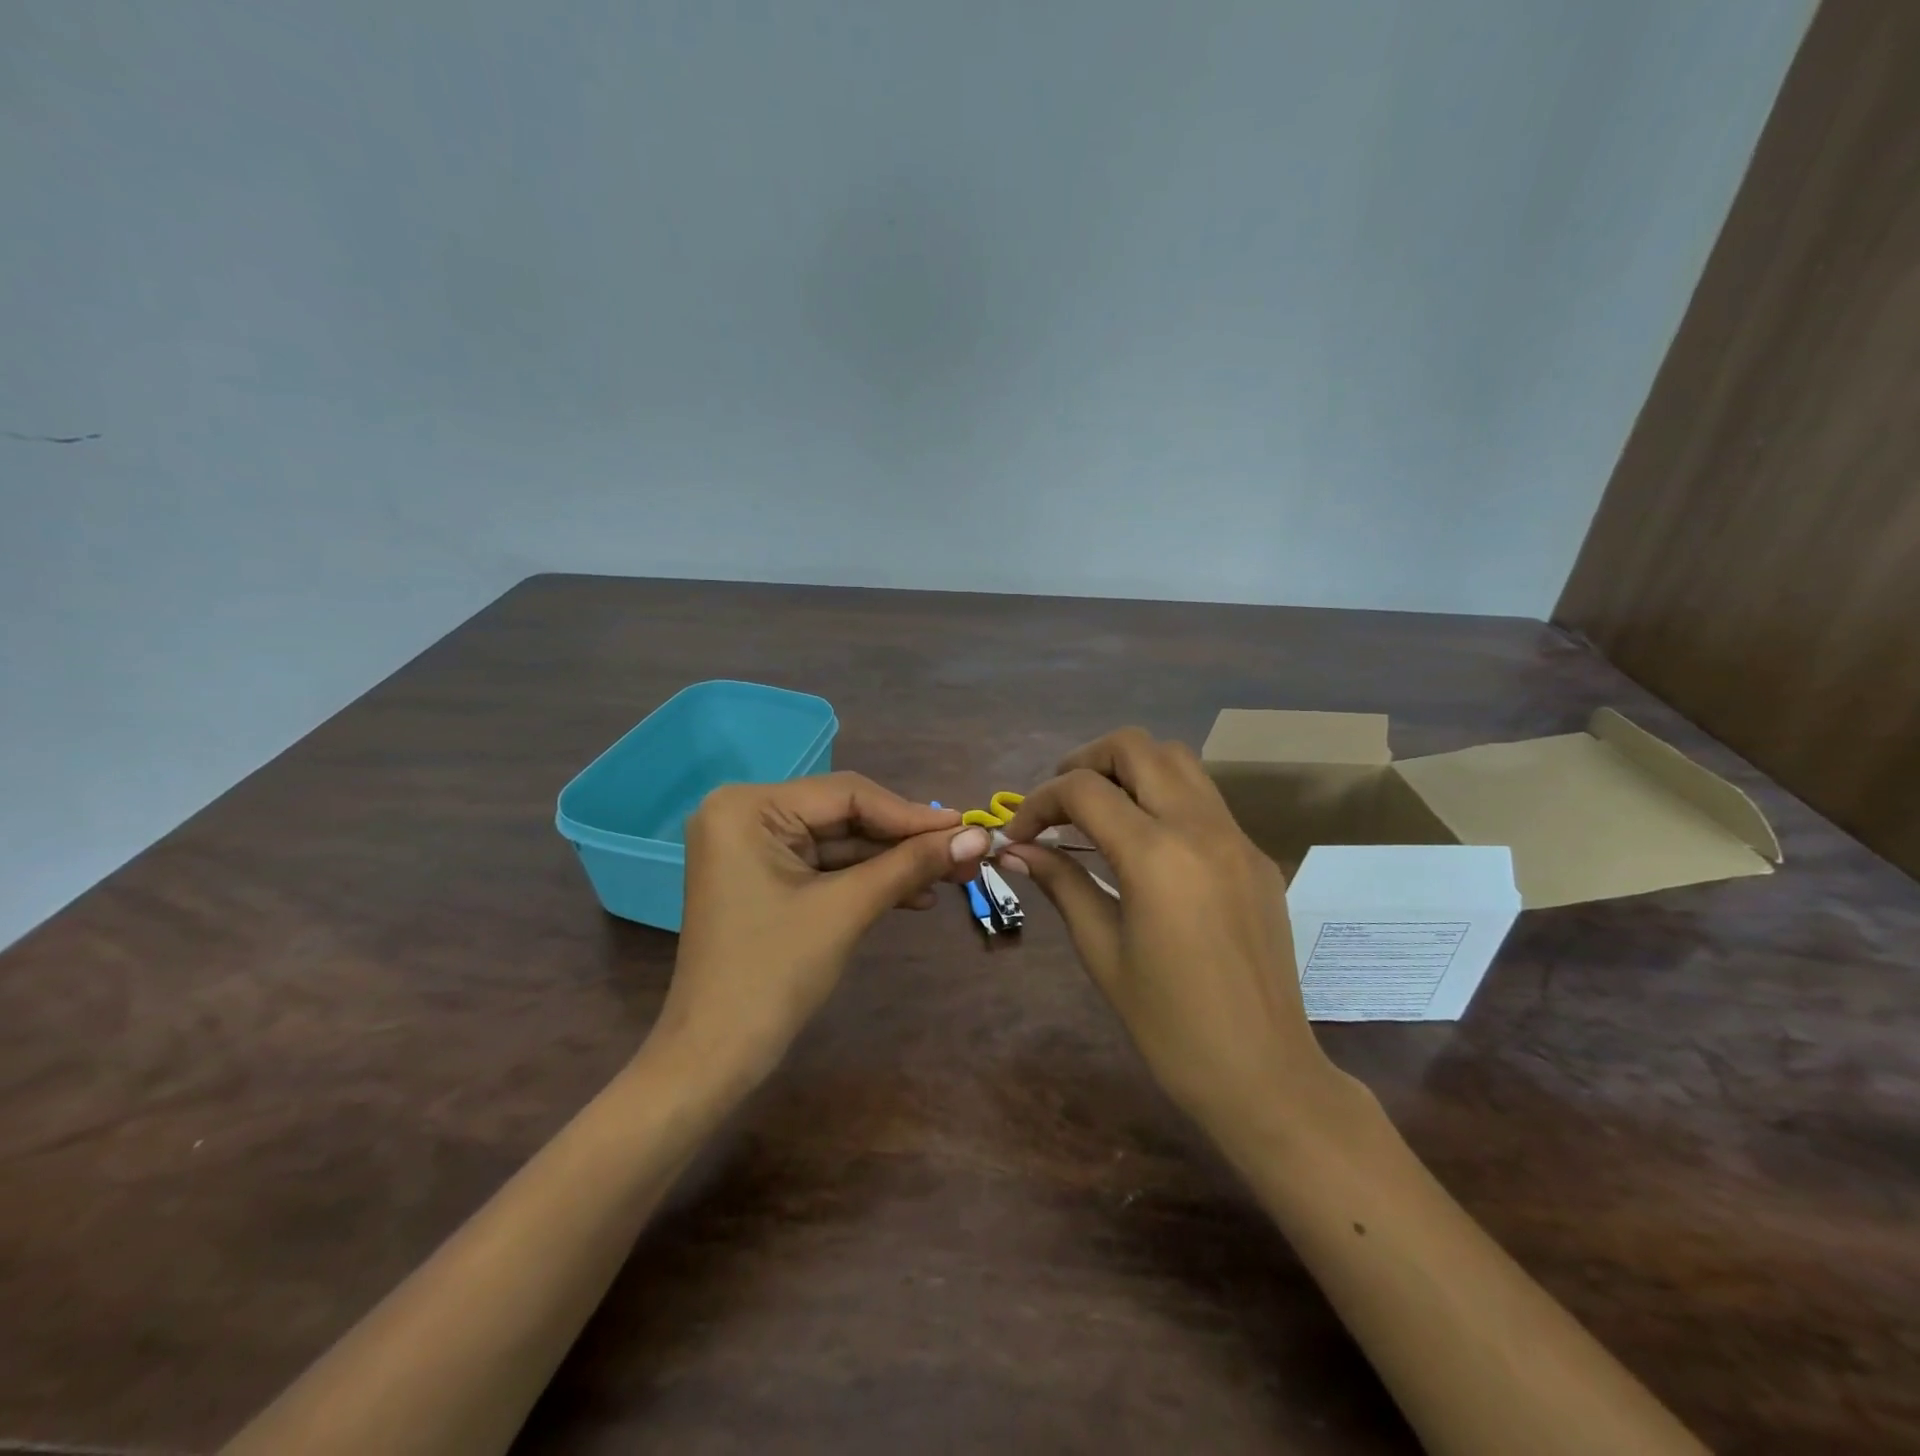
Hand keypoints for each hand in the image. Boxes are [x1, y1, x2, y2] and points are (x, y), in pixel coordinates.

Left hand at [661, 772, 990, 1084]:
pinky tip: (916, 894)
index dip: (912, 814)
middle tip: (966, 853)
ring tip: (952, 876)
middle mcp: (746, 814)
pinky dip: (867, 880)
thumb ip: (911, 864)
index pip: (847, 795)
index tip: (968, 828)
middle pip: (845, 816)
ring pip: (840, 843)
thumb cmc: (773, 975)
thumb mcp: (847, 909)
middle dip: (906, 840)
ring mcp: (753, 848)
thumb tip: (977, 837)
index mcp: (748, 807)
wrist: (714, 1058)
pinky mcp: (764, 877)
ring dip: (893, 862)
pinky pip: (825, 867)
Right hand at [1000, 728, 1341, 1132]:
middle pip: (1137, 747)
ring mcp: (1237, 838)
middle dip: (1085, 762)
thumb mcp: (1101, 951)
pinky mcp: (1256, 856)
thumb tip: (1016, 849)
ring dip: (1130, 770)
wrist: (1264, 1073)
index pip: (1083, 790)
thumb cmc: (1169, 1025)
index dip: (1039, 802)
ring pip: (1178, 761)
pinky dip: (1164, 798)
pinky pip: (1204, 800)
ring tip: (1099, 811)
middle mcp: (1200, 828)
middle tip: (1059, 804)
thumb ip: (1060, 884)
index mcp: (1156, 856)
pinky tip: (1145, 843)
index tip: (1019, 835)